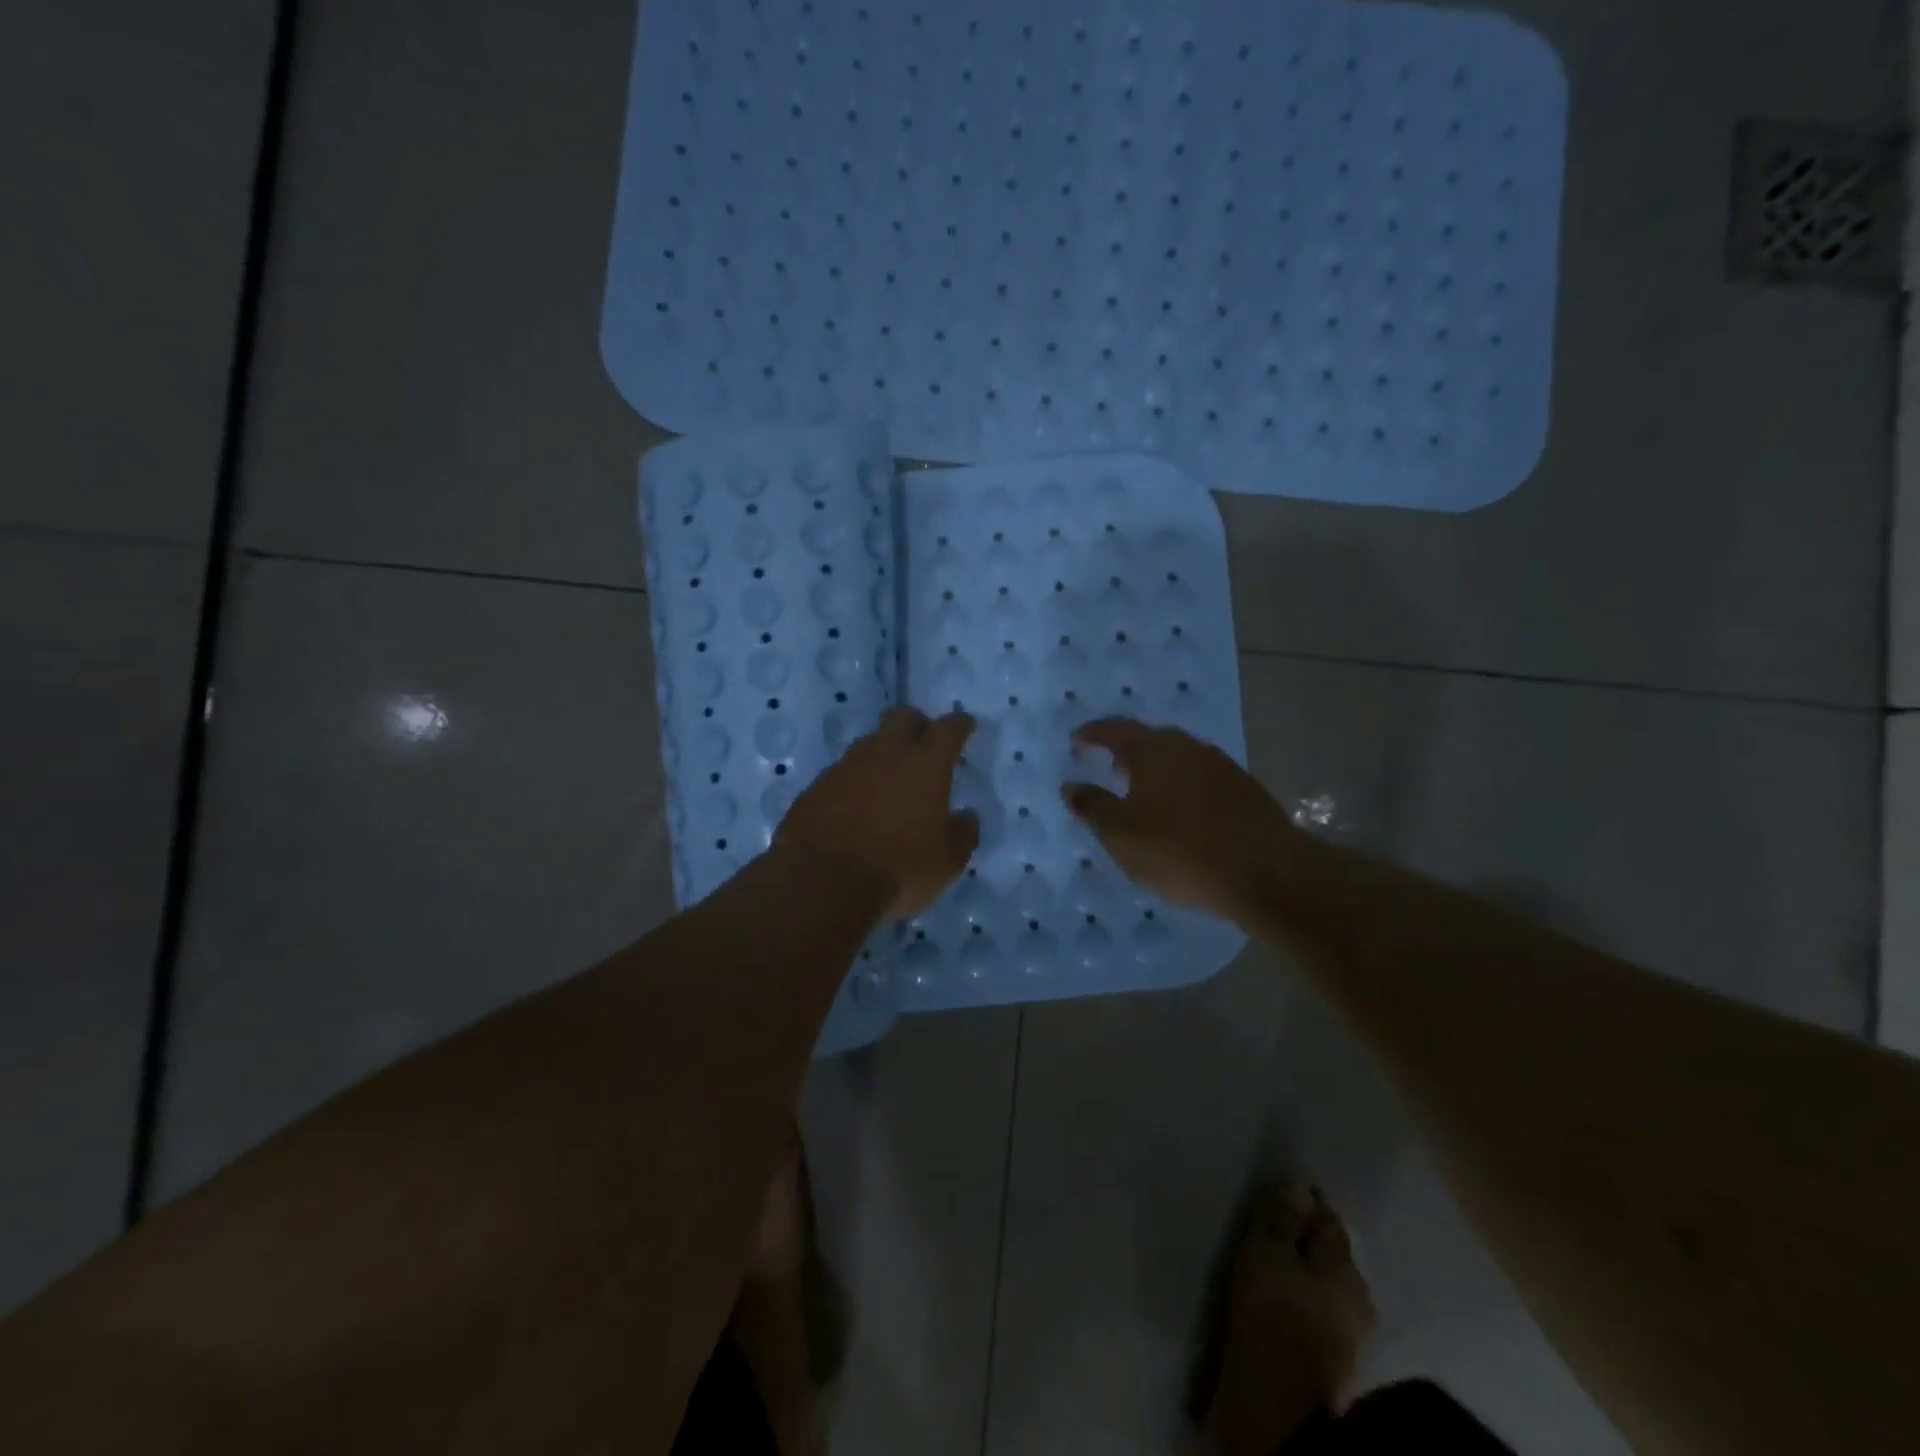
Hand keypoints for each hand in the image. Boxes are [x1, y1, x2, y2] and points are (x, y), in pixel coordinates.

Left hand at [776, 707, 979, 921]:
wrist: (822, 880)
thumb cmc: (899, 868)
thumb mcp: (948, 861)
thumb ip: (963, 832)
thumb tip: (966, 816)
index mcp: (926, 764)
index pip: (948, 729)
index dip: (959, 724)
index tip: (965, 724)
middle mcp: (886, 753)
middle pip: (902, 717)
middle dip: (917, 723)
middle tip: (924, 742)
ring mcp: (847, 766)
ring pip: (870, 741)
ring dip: (884, 750)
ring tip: (890, 775)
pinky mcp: (818, 785)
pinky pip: (843, 770)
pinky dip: (856, 779)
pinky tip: (857, 801)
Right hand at [1061, 718, 1296, 922]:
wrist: (1267, 873)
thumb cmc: (1180, 850)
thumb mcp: (1121, 834)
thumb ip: (1092, 806)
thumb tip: (1071, 786)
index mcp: (1154, 749)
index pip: (1115, 730)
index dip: (1093, 734)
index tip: (1077, 741)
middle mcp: (1188, 747)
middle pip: (1150, 740)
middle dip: (1127, 752)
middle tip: (1109, 767)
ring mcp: (1221, 766)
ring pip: (1178, 759)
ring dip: (1156, 771)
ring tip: (1142, 793)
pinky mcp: (1245, 790)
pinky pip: (1200, 779)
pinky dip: (1181, 788)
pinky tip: (1180, 813)